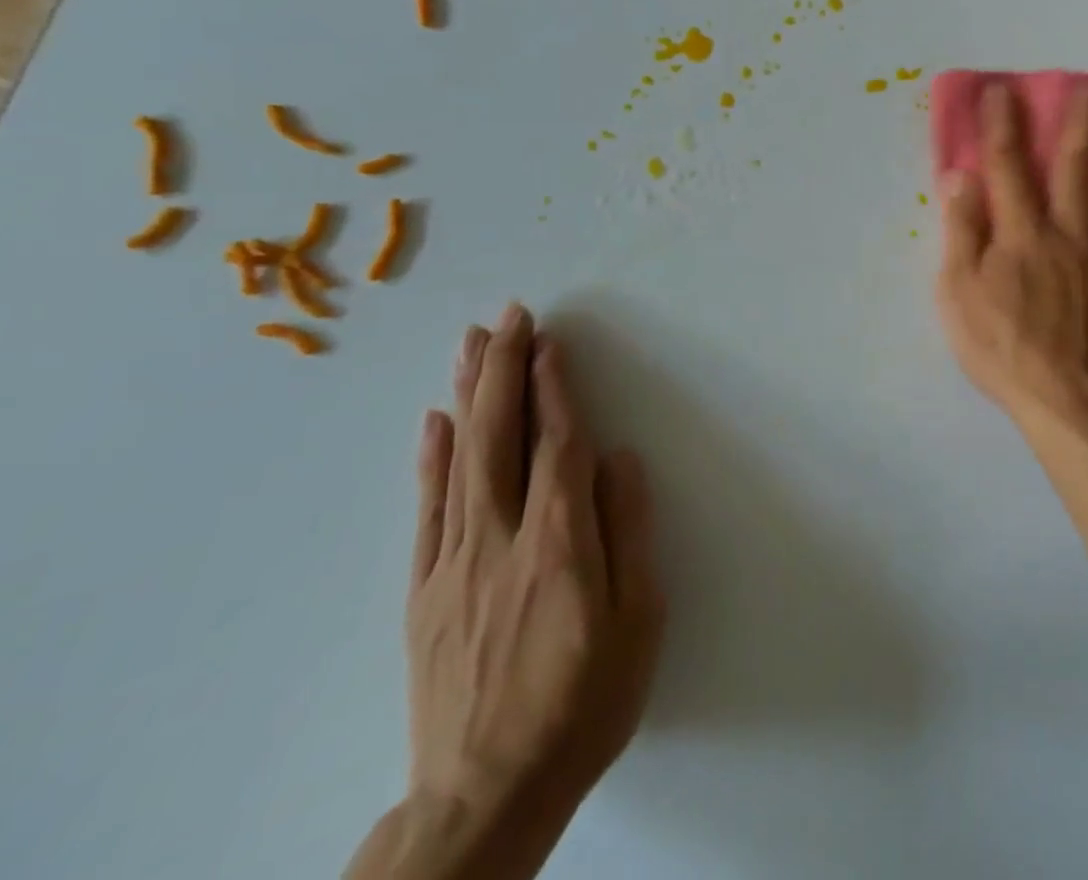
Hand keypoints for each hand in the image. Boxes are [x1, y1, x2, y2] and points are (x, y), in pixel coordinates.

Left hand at [405, 305, 664, 852]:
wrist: (485, 798)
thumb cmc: (583, 703)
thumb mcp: (638, 622)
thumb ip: (630, 533)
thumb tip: (622, 460)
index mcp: (559, 544)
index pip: (558, 444)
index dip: (555, 387)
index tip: (550, 340)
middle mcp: (499, 539)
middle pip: (500, 436)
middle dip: (506, 368)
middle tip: (510, 315)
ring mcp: (452, 564)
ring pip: (458, 460)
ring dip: (468, 394)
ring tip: (471, 343)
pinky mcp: (423, 592)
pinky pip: (425, 509)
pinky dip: (430, 458)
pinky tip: (435, 421)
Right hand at [935, 82, 1087, 432]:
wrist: (1061, 395)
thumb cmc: (1000, 345)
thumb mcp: (959, 292)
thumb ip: (962, 231)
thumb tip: (961, 177)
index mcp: (1021, 232)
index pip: (1008, 167)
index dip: (1002, 126)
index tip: (1002, 90)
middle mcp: (1065, 232)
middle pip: (1073, 168)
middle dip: (1079, 125)